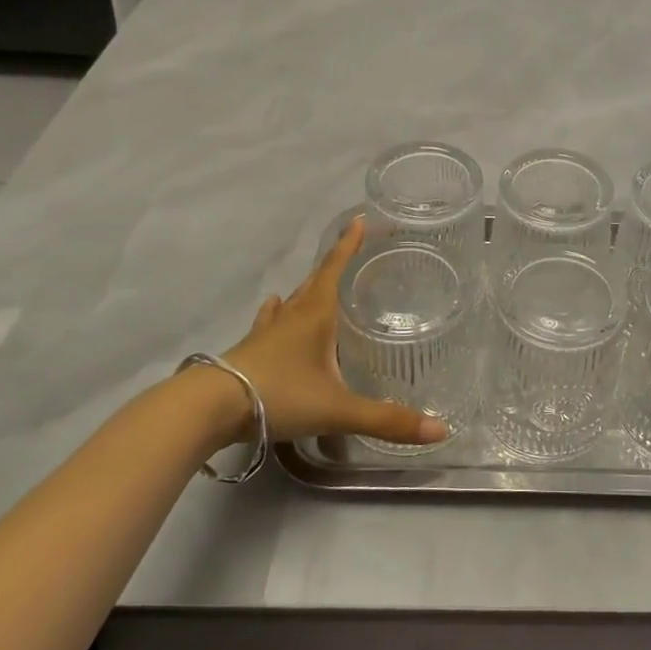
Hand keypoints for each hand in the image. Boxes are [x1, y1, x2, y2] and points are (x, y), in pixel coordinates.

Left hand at [213, 218, 448, 448]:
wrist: (210, 409)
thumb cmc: (280, 395)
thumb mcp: (338, 410)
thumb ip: (386, 420)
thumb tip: (440, 430)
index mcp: (316, 314)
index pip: (335, 268)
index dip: (349, 244)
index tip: (360, 219)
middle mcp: (292, 315)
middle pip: (315, 280)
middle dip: (335, 263)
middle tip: (351, 252)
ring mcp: (266, 332)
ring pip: (291, 301)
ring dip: (307, 289)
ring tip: (317, 285)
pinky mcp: (249, 350)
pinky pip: (269, 322)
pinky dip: (277, 314)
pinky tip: (273, 311)